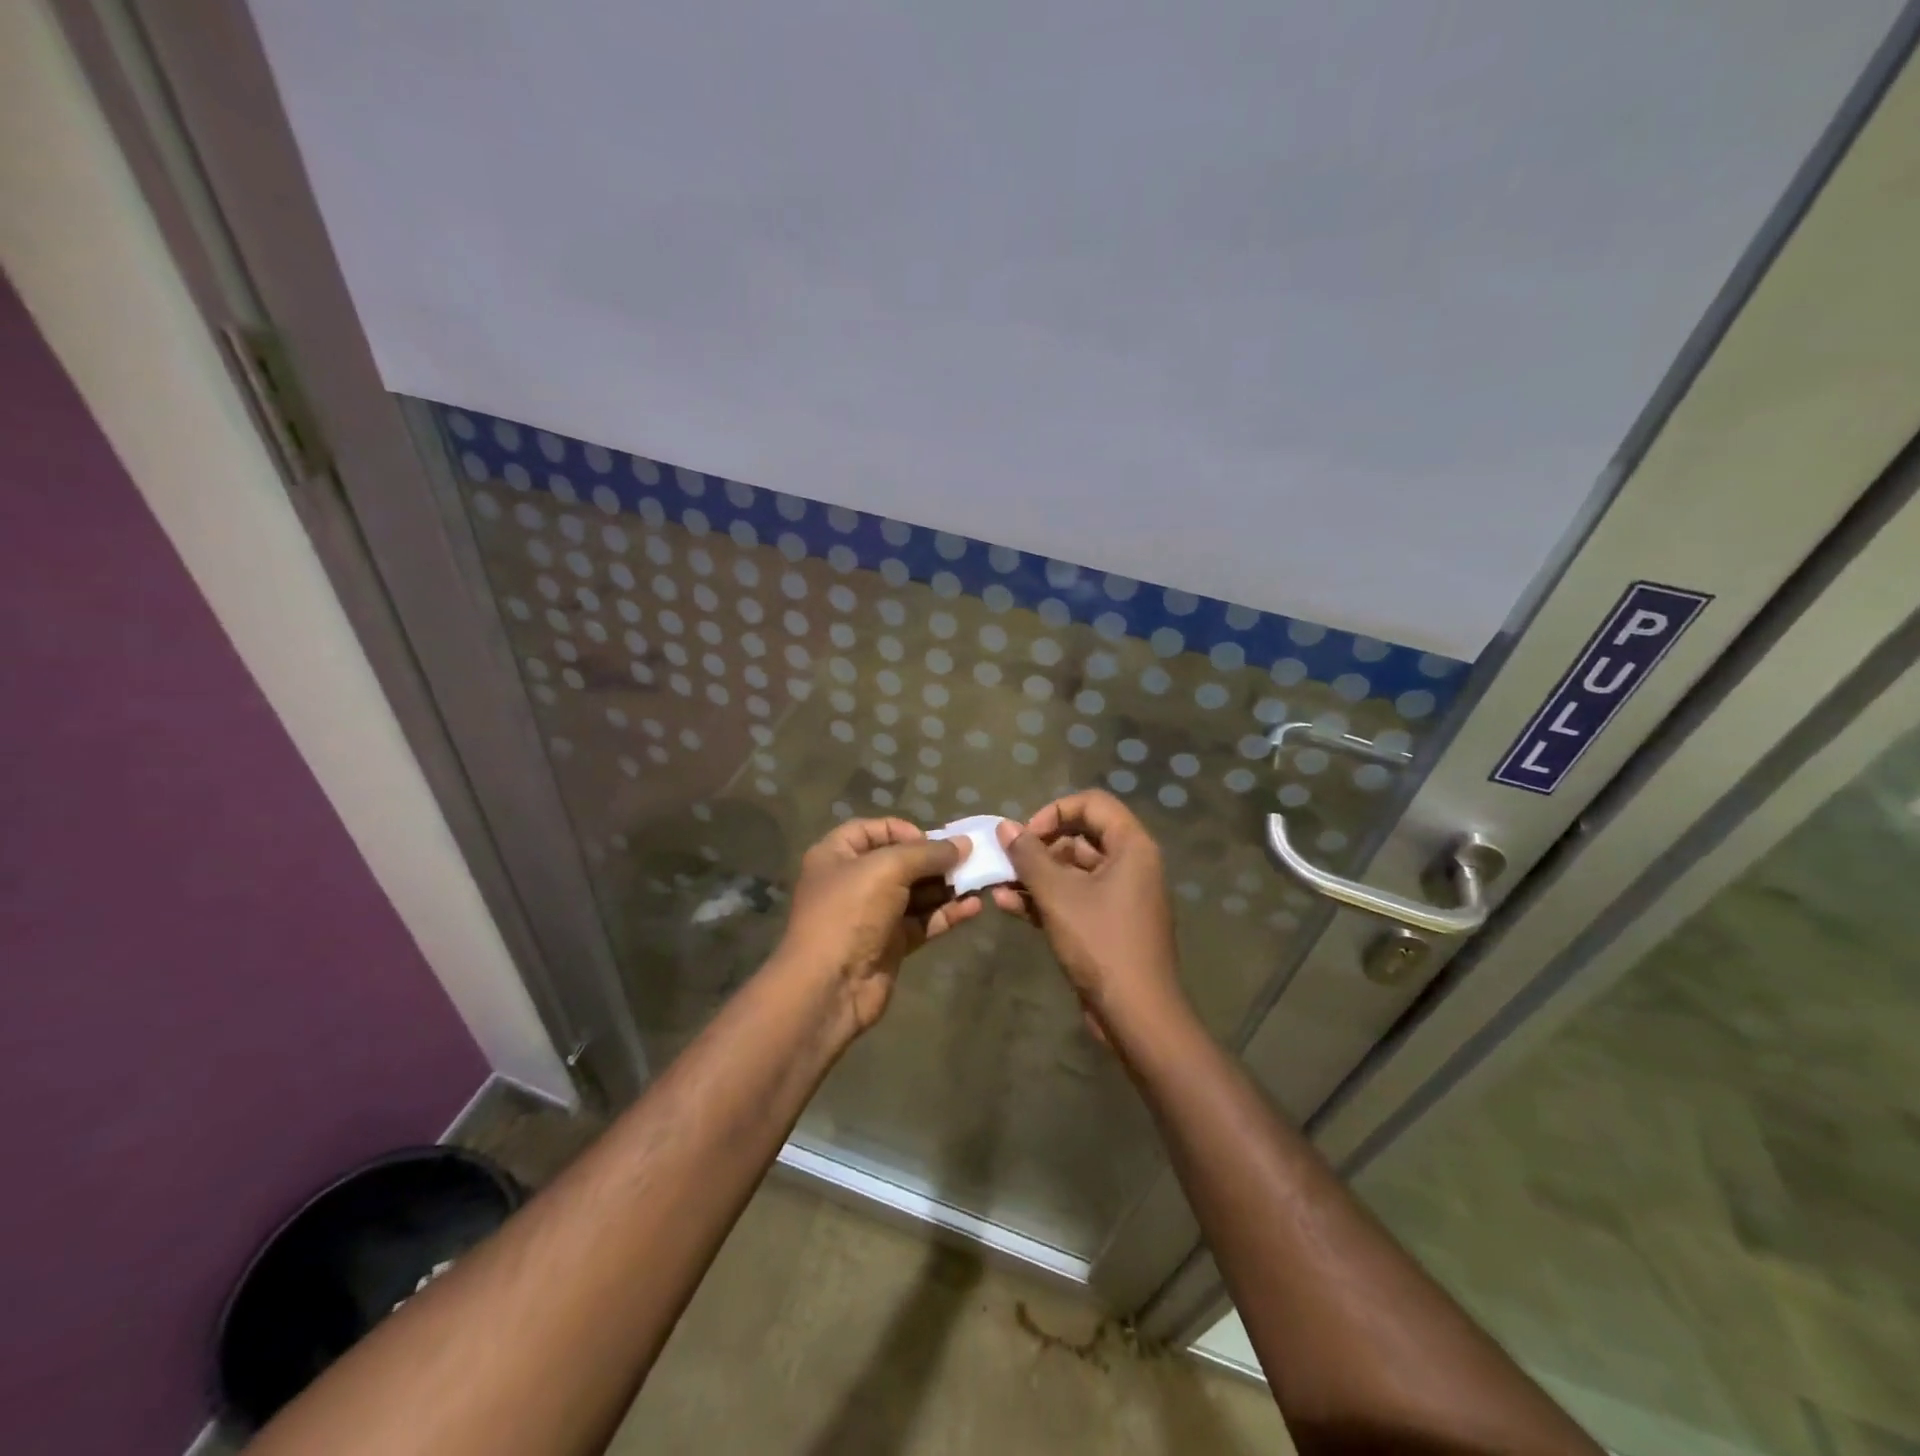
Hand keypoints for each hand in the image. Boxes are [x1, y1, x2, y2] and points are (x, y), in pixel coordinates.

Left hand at [775, 817, 980, 1031]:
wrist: (829, 987)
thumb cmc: (850, 913)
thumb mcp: (888, 869)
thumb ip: (927, 853)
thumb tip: (963, 844)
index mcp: (836, 855)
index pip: (872, 830)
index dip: (903, 830)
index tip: (933, 841)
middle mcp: (852, 881)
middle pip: (899, 862)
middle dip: (934, 860)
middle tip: (969, 859)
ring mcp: (872, 915)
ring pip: (915, 893)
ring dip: (946, 887)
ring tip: (980, 881)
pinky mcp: (890, 944)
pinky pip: (922, 921)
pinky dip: (946, 913)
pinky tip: (974, 907)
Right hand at [991, 791, 1186, 1040]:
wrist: (1136, 1014)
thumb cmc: (1100, 942)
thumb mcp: (1058, 895)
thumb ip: (1029, 856)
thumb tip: (1005, 827)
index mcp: (1131, 847)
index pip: (1092, 803)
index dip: (1055, 811)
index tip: (1027, 835)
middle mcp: (1130, 864)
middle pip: (1080, 836)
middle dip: (1039, 847)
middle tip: (1007, 861)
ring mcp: (1119, 896)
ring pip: (1072, 871)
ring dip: (1035, 875)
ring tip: (998, 885)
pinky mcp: (1107, 924)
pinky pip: (1074, 898)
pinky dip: (1045, 899)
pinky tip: (1009, 906)